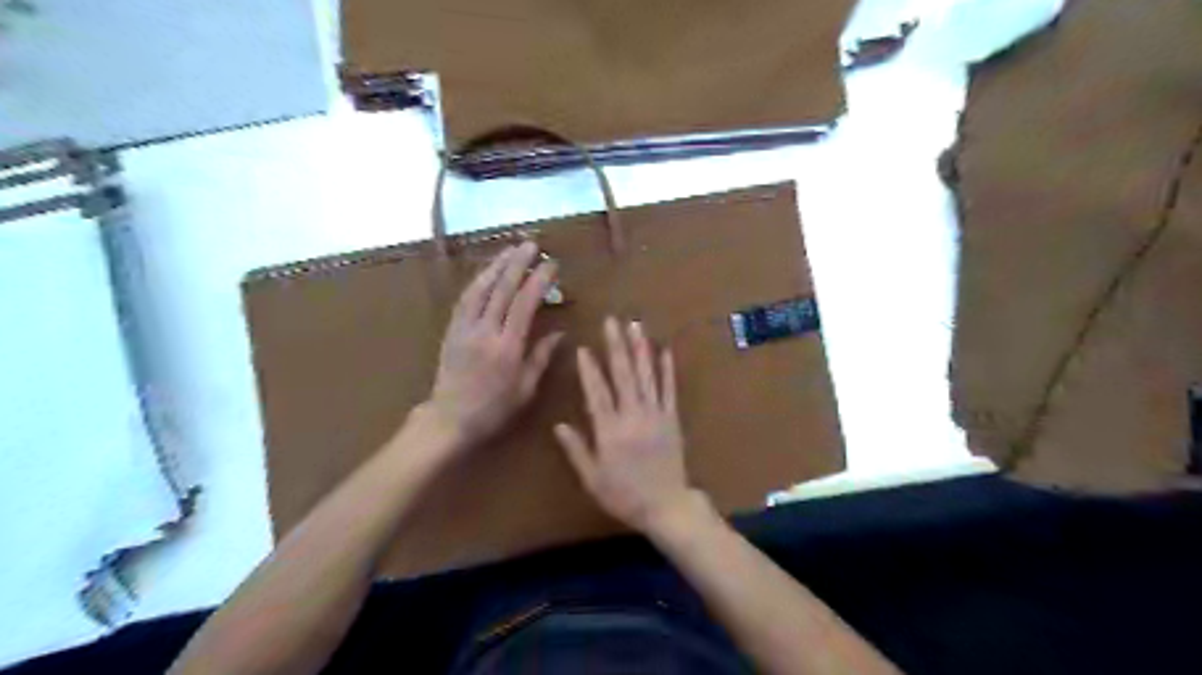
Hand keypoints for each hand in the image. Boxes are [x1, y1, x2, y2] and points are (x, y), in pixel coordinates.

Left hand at [426, 240, 564, 451]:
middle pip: (502, 289)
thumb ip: (541, 357)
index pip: (525, 304)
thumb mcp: (525, 389)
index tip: (552, 265)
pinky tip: (488, 272)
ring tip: (510, 249)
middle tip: (532, 244)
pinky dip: (478, 281)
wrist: (449, 419)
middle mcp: (485, 332)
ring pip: (480, 288)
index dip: (539, 281)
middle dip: (518, 263)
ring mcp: (464, 328)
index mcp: (507, 347)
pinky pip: (465, 299)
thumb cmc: (494, 409)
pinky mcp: (452, 329)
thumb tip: (560, 332)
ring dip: (496, 266)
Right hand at [554, 320, 696, 534]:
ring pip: (646, 376)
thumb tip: (558, 425)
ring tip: (636, 326)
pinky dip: (667, 370)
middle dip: (616, 346)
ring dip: (640, 349)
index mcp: (610, 431)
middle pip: (623, 375)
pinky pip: (669, 390)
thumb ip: (576, 450)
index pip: (596, 393)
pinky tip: (665, 350)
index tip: (584, 348)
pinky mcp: (672, 419)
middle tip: (612, 321)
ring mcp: (655, 415)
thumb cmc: (624, 496)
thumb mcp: (592, 479)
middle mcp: (632, 416)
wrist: (666, 506)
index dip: (589, 370)